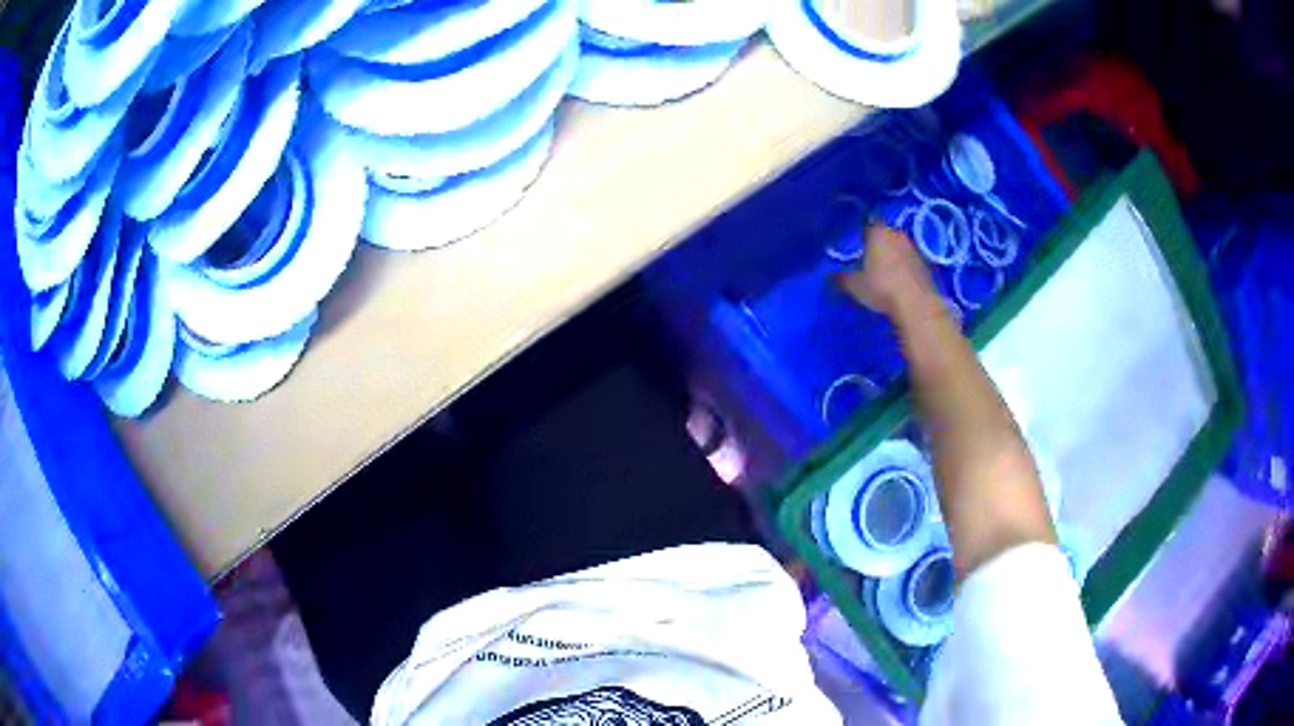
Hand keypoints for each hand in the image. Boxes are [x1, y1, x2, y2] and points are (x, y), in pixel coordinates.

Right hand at [837, 224, 937, 319]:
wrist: (918, 305)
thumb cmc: (882, 288)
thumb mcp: (854, 285)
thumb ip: (840, 277)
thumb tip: (829, 275)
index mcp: (877, 231)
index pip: (865, 223)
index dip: (859, 233)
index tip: (853, 244)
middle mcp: (896, 233)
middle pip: (883, 233)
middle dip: (875, 242)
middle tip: (865, 256)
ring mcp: (913, 247)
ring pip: (897, 245)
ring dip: (891, 253)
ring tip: (882, 269)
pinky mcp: (925, 262)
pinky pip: (909, 259)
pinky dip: (903, 265)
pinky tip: (898, 279)